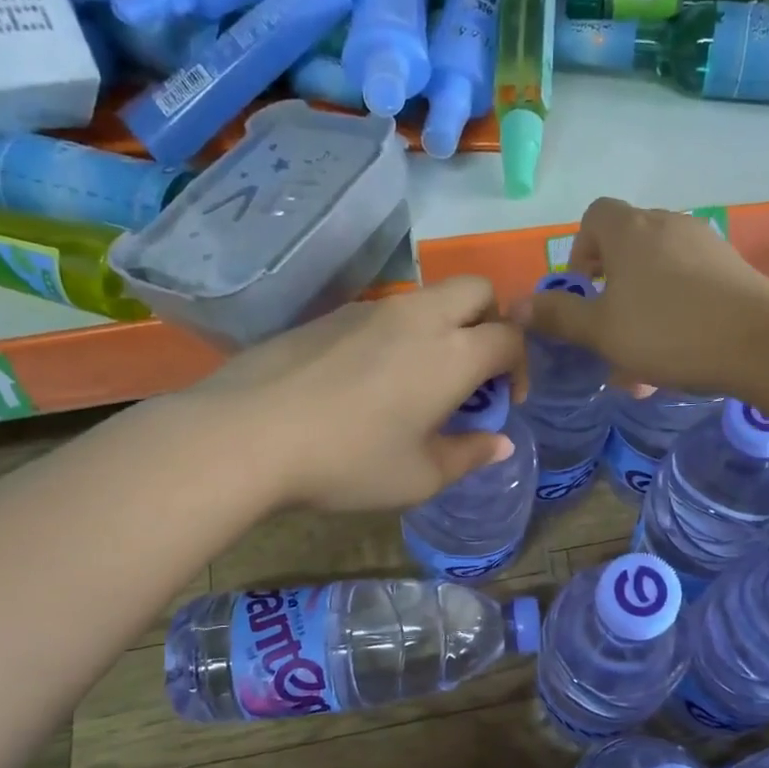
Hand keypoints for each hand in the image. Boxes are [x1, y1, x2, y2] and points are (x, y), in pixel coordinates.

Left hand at [184, 278, 527, 512]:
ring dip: (444, 327)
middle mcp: (419, 318)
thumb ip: (469, 455)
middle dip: (491, 322)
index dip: (520, 367)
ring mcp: (371, 310)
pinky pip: (385, 313)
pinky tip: (370, 380)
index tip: (505, 401)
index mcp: (453, 353)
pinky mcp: (331, 316)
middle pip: (477, 290)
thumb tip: (501, 442)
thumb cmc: (350, 461)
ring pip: (429, 297)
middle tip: (474, 371)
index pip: (509, 337)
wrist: (248, 434)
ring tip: (421, 380)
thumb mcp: (420, 477)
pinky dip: (401, 334)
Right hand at [518, 198, 768, 396]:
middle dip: (611, 286)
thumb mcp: (602, 331)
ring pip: (659, 270)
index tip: (583, 290)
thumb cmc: (668, 332)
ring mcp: (705, 243)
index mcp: (630, 230)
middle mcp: (667, 224)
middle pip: (627, 244)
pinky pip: (689, 283)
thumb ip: (558, 316)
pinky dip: (675, 310)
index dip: (580, 251)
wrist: (762, 343)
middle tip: (609, 329)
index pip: (594, 217)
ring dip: (642, 306)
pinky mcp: (732, 267)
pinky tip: (679, 352)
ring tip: (643, 357)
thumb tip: (515, 307)